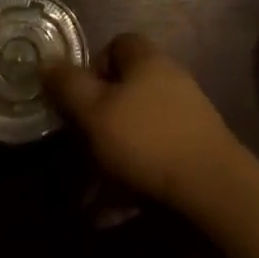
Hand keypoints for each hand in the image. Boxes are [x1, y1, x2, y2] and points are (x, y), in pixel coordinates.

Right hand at [43, 33, 240, 208]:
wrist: (212, 187)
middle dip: (98, 121)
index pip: (115, 44)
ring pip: (136, 130)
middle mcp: (167, 79)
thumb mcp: (96, 111)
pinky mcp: (193, 152)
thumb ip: (69, 86)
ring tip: (89, 195)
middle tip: (79, 149)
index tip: (76, 100)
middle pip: (124, 90)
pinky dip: (132, 181)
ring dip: (111, 158)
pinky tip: (114, 212)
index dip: (92, 67)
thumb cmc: (147, 139)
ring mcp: (184, 116)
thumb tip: (46, 63)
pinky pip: (153, 159)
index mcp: (146, 59)